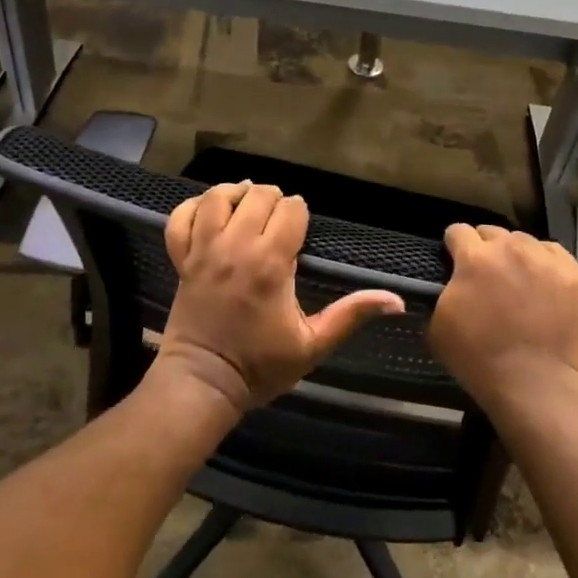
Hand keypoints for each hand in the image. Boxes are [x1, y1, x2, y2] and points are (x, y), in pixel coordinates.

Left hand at [154, 181, 404, 417]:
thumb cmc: (260, 366)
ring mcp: (203, 250)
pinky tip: (210, 212)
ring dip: (236, 194)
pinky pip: (181, 217)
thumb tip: (396, 300)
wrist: (202, 384)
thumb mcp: (313, 345)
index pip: (291, 209)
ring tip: (247, 205)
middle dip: (273, 200)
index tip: (300, 231)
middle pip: (257, 195)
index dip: (300, 213)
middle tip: (278, 221)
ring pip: (218, 197)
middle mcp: (235, 247)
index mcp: (270, 263)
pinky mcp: (181, 259)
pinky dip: (193, 206)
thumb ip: (351, 315)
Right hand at [427, 224, 577, 416]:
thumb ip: (442, 293)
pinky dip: (544, 263)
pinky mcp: (573, 274)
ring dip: (515, 255)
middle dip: (485, 249)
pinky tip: (543, 283)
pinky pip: (553, 253)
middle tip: (486, 276)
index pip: (457, 231)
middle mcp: (510, 248)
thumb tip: (450, 283)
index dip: (453, 246)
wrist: (538, 387)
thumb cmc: (481, 360)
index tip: (454, 261)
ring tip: (518, 280)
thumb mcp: (438, 327)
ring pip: (524, 241)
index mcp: (474, 258)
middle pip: (492, 233)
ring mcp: (545, 259)